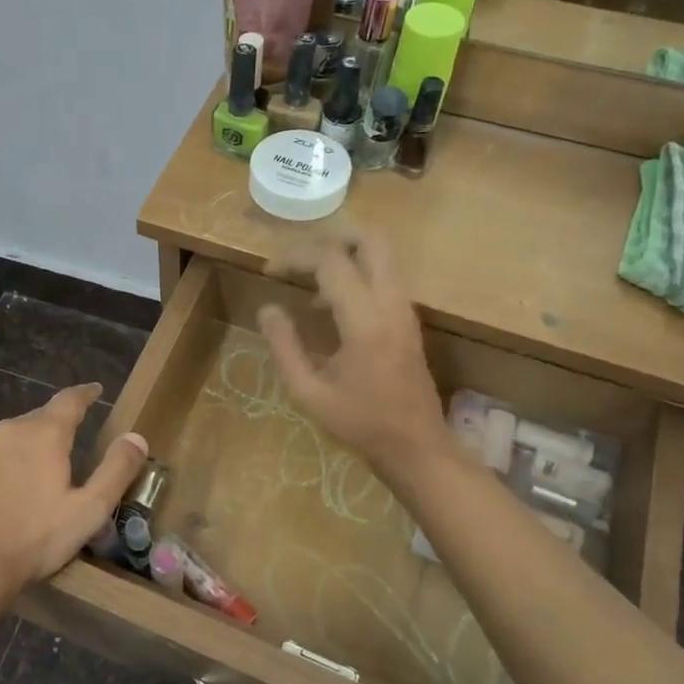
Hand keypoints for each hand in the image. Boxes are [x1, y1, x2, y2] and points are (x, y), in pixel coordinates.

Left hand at [0, 383, 149, 601]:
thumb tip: (136, 437)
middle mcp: (10, 429)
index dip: (86, 393)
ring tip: (40, 472)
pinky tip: (7, 490)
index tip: (95, 390)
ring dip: (30, 446)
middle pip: (41, 417)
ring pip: (14, 437)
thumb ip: (116, 470)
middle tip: (73, 443)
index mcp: (45, 433)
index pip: (70, 399)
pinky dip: (5, 464)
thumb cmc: (34, 539)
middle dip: (59, 425)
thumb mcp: (89, 510)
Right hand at [258, 231, 447, 477]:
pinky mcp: (408, 318)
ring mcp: (405, 309)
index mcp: (365, 321)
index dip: (295, 256)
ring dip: (343, 254)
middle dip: (330, 237)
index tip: (269, 271)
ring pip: (381, 253)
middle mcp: (391, 304)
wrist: (416, 446)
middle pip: (370, 239)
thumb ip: (285, 346)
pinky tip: (328, 303)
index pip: (331, 262)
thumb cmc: (360, 423)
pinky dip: (355, 272)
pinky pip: (383, 275)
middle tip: (297, 257)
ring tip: (306, 278)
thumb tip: (268, 308)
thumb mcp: (308, 393)